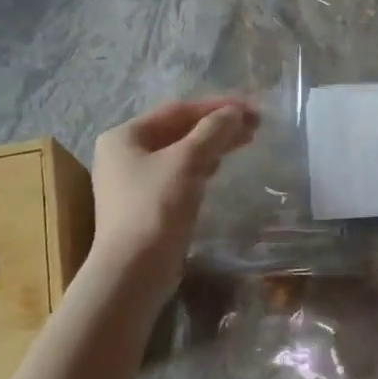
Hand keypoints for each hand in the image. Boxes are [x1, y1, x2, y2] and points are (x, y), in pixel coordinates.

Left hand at [90, 97, 259, 282]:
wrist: (133, 272)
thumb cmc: (155, 208)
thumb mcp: (187, 162)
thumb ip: (213, 131)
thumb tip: (235, 112)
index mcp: (124, 136)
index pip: (178, 110)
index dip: (217, 106)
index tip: (252, 109)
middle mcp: (123, 154)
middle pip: (178, 130)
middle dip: (217, 125)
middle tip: (255, 126)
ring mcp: (132, 182)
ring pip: (180, 153)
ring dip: (212, 145)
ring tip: (245, 142)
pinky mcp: (145, 206)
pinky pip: (178, 175)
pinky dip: (201, 167)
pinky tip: (220, 168)